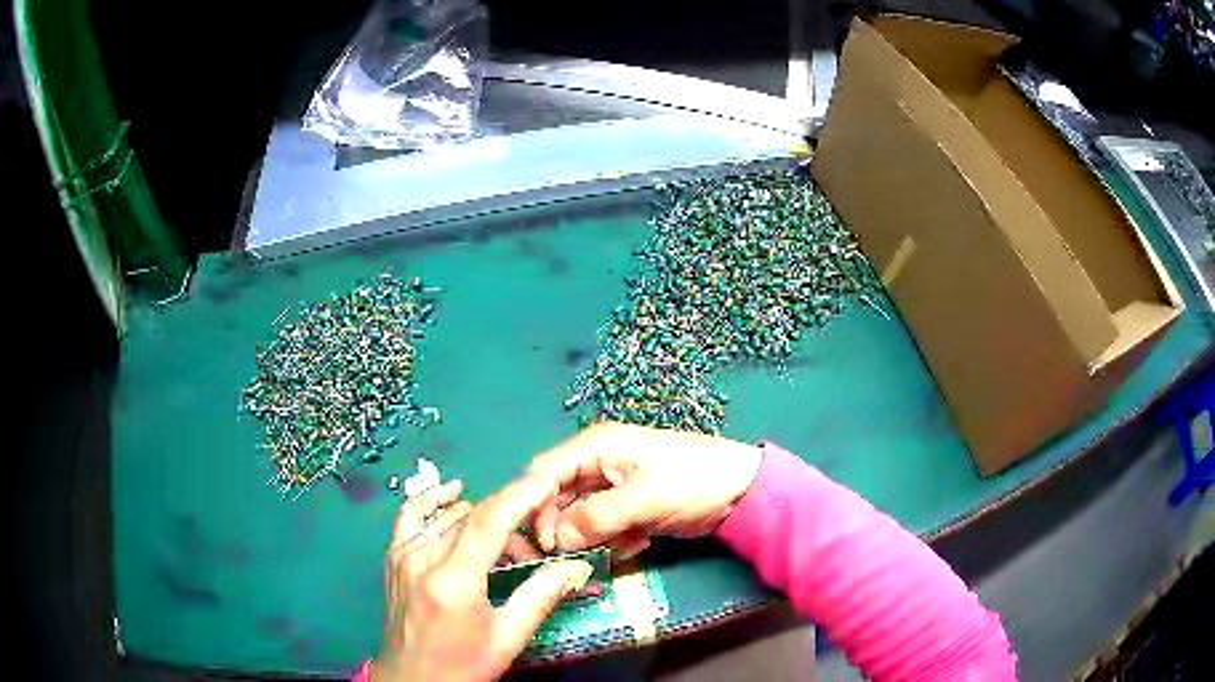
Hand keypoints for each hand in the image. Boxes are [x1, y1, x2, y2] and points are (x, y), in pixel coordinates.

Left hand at [374, 479, 595, 681]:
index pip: (489, 521)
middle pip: (472, 517)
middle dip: (510, 523)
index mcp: (453, 581)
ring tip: (502, 550)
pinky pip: (411, 515)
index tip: (546, 481)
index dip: (519, 495)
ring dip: (482, 521)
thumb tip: (572, 567)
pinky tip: (453, 495)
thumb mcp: (506, 640)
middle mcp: (423, 558)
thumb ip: (539, 598)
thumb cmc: (461, 665)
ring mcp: (403, 554)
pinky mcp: (393, 557)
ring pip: (448, 515)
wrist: (412, 679)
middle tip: (532, 553)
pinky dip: (433, 500)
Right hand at [529, 423, 763, 554]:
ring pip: (579, 519)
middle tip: (573, 560)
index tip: (543, 544)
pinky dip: (612, 542)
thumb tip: (556, 540)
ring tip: (612, 553)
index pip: (544, 473)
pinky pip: (603, 529)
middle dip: (563, 531)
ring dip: (589, 540)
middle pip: (558, 500)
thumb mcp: (643, 498)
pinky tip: (636, 545)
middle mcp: (596, 466)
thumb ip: (596, 517)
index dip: (536, 507)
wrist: (742, 491)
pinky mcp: (627, 509)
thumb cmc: (693, 481)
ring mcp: (612, 489)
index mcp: (595, 448)